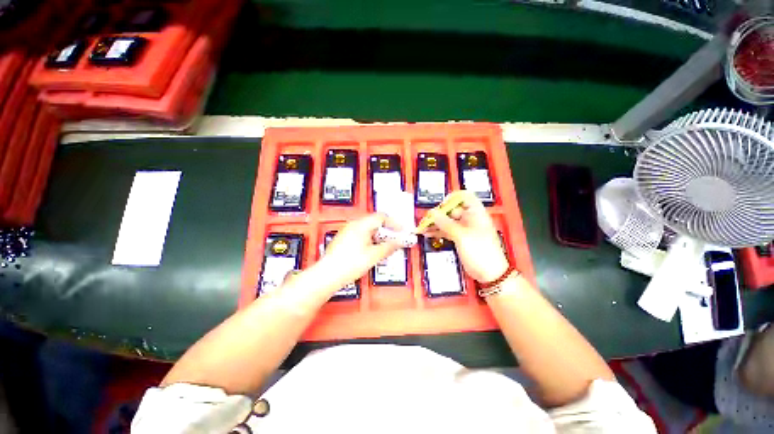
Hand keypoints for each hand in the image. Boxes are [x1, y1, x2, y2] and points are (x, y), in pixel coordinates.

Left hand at [316, 214, 400, 290]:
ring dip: (379, 236)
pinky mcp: (344, 240)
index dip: (394, 223)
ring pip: (368, 229)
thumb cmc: (347, 264)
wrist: (328, 275)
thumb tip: (399, 242)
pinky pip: (361, 235)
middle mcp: (353, 225)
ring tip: (385, 246)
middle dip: (387, 231)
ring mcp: (347, 232)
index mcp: (361, 225)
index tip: (402, 230)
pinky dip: (370, 240)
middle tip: (395, 239)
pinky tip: (373, 250)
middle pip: (375, 222)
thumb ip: (389, 247)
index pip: (381, 217)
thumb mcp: (374, 255)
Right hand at [420, 191, 509, 282]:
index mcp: (476, 213)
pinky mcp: (459, 238)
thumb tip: (432, 213)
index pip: (464, 196)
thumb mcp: (462, 236)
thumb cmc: (480, 251)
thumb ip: (446, 223)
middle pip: (452, 209)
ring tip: (422, 227)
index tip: (441, 206)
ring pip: (447, 221)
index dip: (452, 198)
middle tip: (426, 219)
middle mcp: (469, 218)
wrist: (489, 273)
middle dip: (438, 213)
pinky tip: (427, 233)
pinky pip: (446, 231)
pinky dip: (438, 232)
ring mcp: (464, 228)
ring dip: (435, 223)